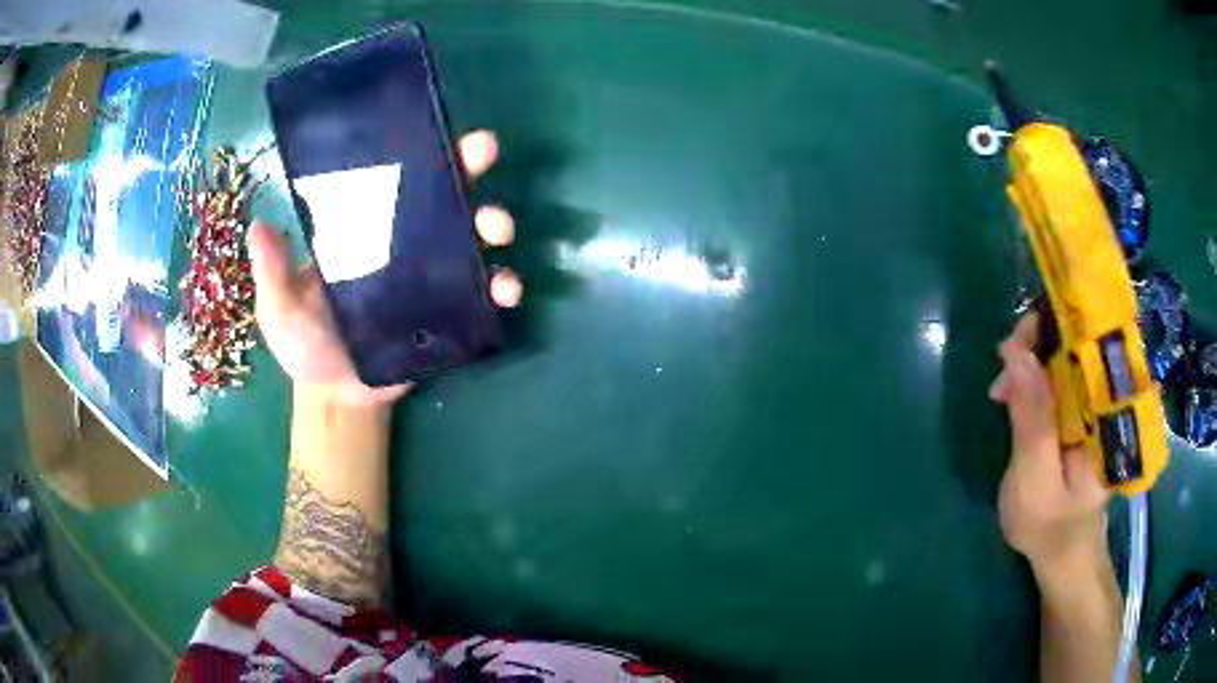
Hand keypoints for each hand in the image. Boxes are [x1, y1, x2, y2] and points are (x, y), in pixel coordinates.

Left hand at [248, 130, 521, 406]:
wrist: (338, 396)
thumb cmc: (305, 346)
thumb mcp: (279, 310)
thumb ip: (272, 275)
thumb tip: (259, 227)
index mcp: (361, 230)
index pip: (389, 181)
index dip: (412, 151)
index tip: (433, 126)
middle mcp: (401, 243)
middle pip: (439, 195)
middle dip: (465, 168)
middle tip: (482, 152)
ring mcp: (430, 276)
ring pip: (469, 236)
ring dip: (492, 222)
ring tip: (497, 229)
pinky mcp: (449, 313)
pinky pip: (481, 293)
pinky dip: (500, 287)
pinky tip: (506, 290)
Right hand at [990, 314, 1111, 581]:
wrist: (1061, 554)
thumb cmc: (1050, 525)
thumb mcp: (1036, 479)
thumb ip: (1033, 420)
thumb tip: (1018, 354)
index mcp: (1108, 412)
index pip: (1091, 347)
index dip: (1056, 330)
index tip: (1017, 340)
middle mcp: (1105, 399)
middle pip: (1076, 346)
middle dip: (1036, 346)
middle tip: (1002, 367)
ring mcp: (1091, 406)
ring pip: (1063, 362)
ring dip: (1029, 364)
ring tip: (1000, 390)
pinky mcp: (1077, 415)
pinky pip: (1056, 383)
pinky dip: (1031, 382)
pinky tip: (1011, 395)